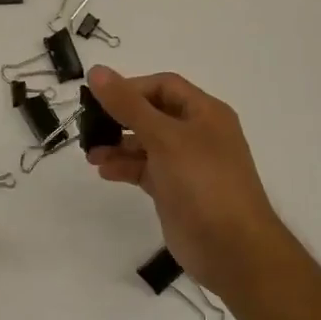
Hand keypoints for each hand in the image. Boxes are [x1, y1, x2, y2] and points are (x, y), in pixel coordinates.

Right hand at [84, 65, 295, 300]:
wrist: (232, 249)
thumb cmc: (202, 183)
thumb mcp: (164, 137)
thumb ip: (128, 105)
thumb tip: (97, 71)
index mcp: (204, 113)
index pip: (163, 86)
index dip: (131, 88)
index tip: (98, 99)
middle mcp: (197, 134)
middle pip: (152, 113)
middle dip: (120, 118)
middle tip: (88, 125)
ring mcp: (186, 164)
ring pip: (145, 143)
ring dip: (117, 144)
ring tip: (91, 154)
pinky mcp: (175, 190)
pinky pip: (145, 169)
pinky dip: (124, 167)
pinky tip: (104, 171)